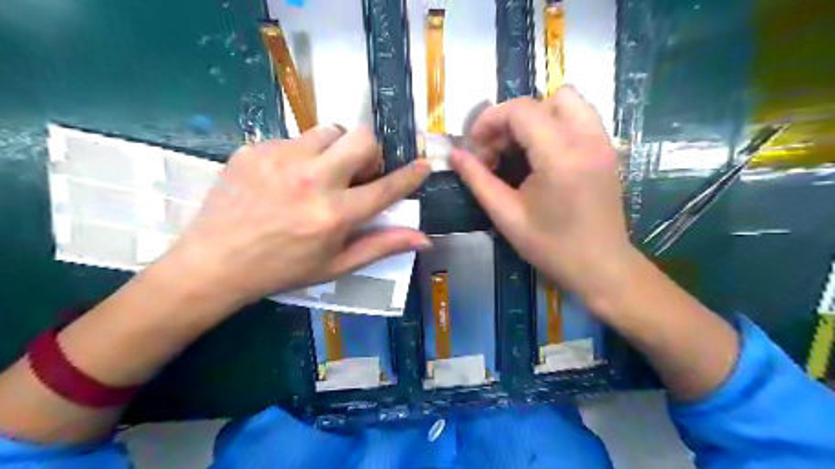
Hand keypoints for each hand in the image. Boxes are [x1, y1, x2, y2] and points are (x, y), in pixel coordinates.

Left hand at [161, 127, 429, 311]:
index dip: (411, 175)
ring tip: (320, 172)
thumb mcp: (336, 265)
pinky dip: (302, 154)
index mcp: (335, 214)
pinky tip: (285, 178)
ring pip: (329, 131)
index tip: (424, 164)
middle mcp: (313, 180)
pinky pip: (294, 138)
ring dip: (336, 149)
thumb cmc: (282, 269)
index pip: (386, 188)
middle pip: (362, 138)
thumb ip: (381, 246)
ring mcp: (281, 159)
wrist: (215, 262)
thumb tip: (423, 238)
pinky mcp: (256, 149)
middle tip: (357, 172)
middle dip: (369, 152)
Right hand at [454, 86, 630, 296]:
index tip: (475, 146)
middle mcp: (587, 139)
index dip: (489, 120)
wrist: (601, 268)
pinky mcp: (608, 150)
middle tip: (497, 150)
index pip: (521, 110)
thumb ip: (478, 180)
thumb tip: (455, 155)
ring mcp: (603, 142)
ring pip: (567, 101)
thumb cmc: (551, 247)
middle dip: (512, 119)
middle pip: (545, 99)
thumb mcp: (507, 216)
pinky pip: (579, 117)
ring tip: (519, 149)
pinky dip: (555, 124)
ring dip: (536, 117)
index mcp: (560, 156)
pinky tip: (542, 155)